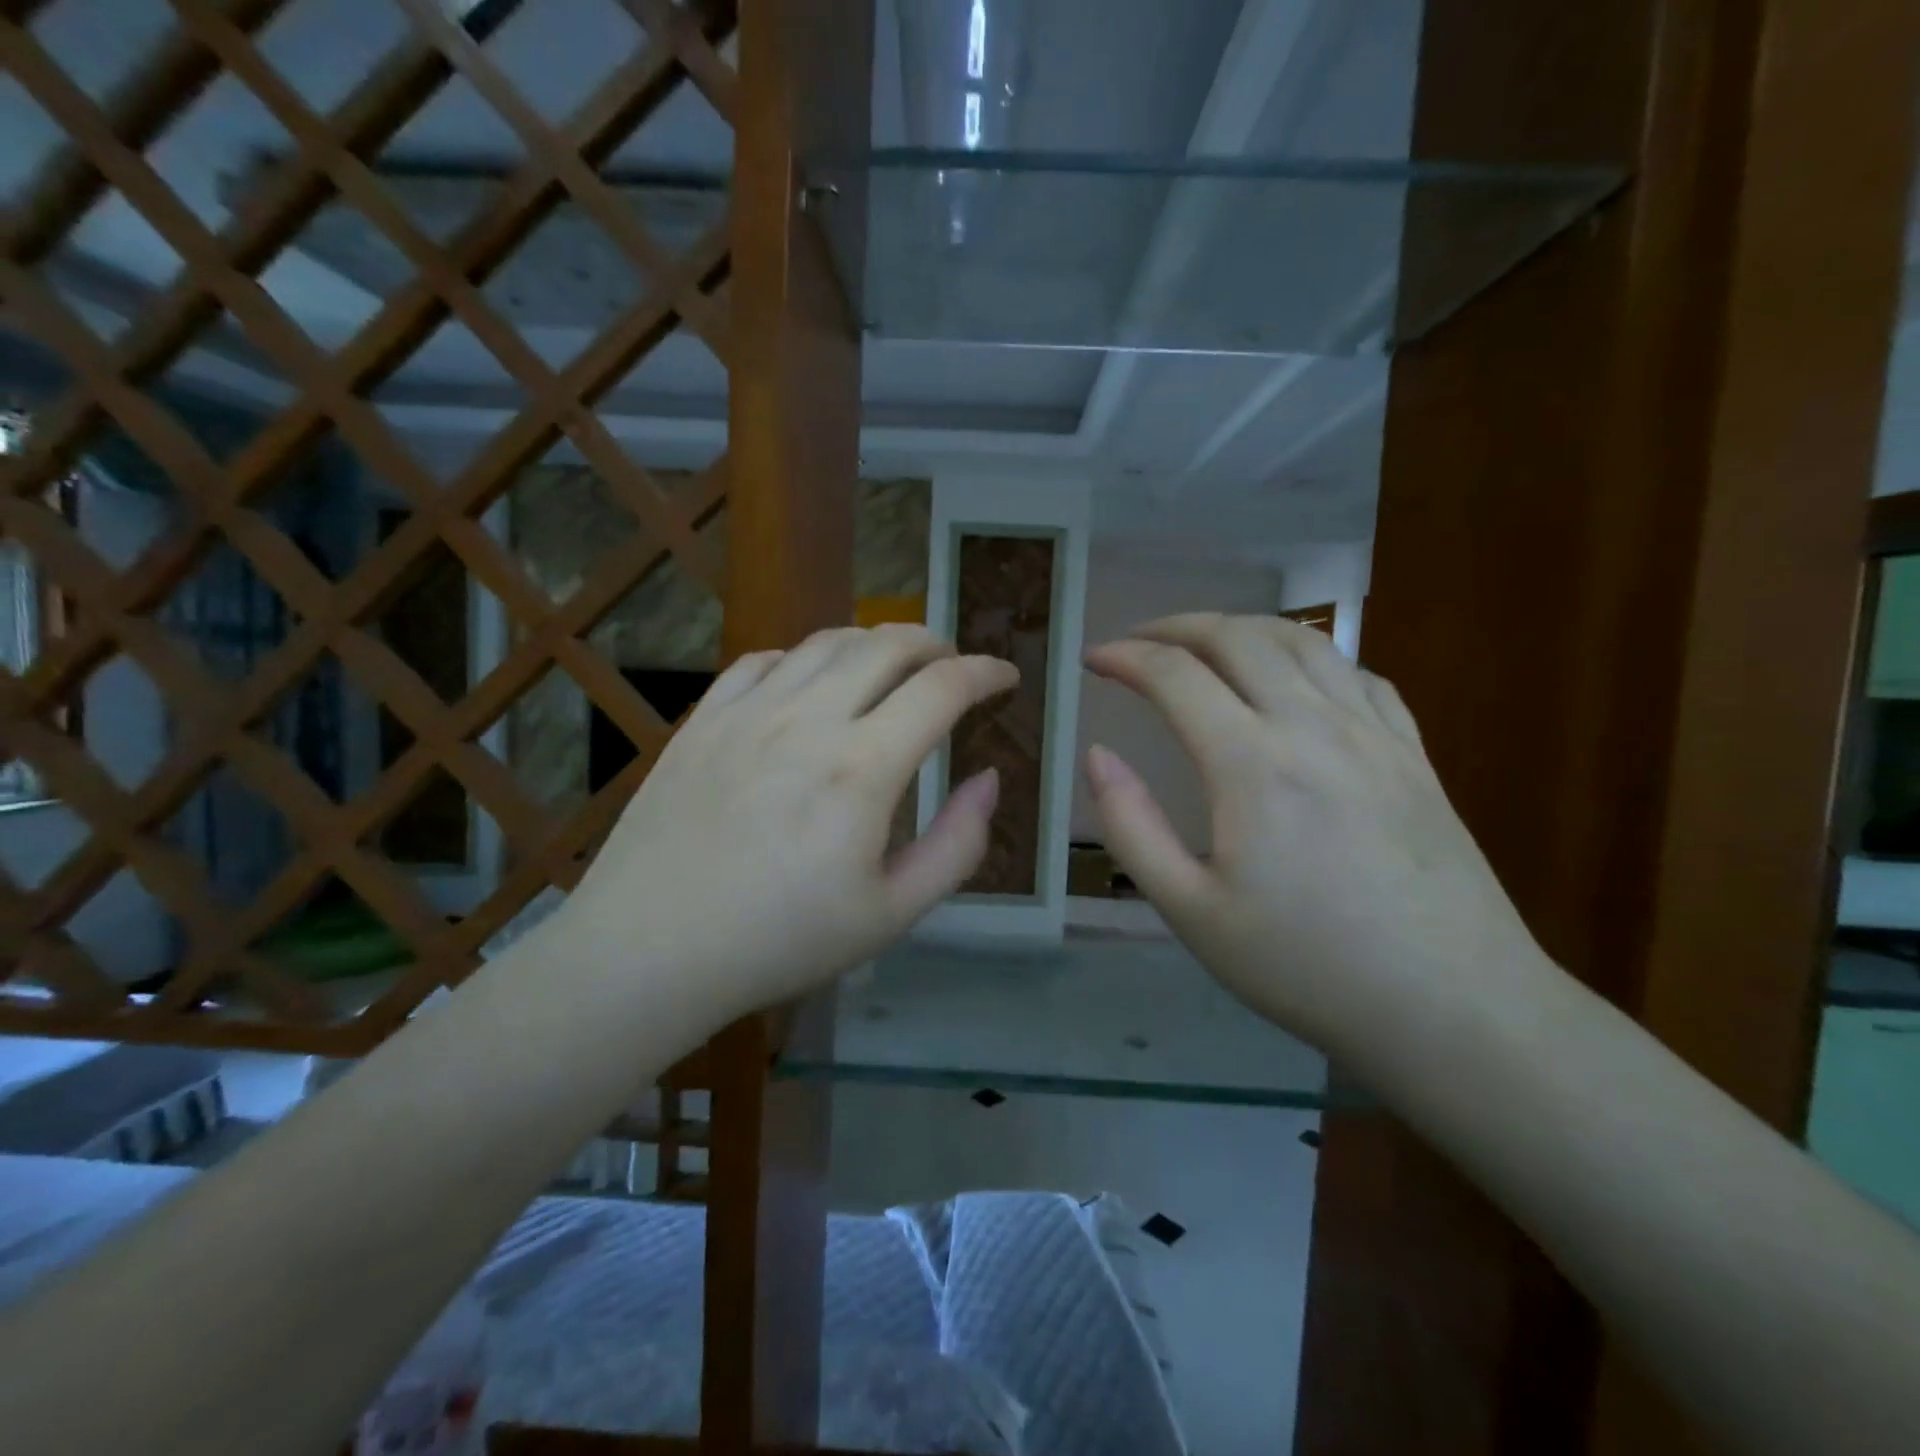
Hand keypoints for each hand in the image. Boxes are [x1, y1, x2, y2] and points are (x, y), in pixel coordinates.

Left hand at [565, 625, 1015, 1021]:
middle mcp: (808, 720)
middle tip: (954, 668)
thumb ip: (957, 845)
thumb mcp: (891, 914)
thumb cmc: (779, 942)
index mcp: (862, 769)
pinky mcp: (704, 719)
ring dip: (875, 644)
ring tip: (893, 668)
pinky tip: (811, 684)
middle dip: (936, 645)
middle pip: (888, 644)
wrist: (649, 951)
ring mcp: (749, 712)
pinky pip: (765, 660)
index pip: (943, 688)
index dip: (986, 672)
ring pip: (828, 642)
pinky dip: (806, 658)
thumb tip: (989, 780)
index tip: (1006, 678)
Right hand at [1083, 614, 1547, 1062]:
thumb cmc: (1306, 966)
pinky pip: (1357, 673)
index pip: (1175, 675)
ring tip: (1206, 642)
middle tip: (1137, 641)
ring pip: (1302, 640)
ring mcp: (1373, 732)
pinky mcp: (1414, 752)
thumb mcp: (1191, 911)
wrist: (1453, 1008)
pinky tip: (1295, 678)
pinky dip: (1309, 655)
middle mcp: (1313, 725)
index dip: (1125, 657)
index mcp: (1251, 762)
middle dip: (1176, 626)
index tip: (1093, 659)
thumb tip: (1098, 756)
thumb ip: (1131, 827)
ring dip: (1241, 627)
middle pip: (1237, 636)